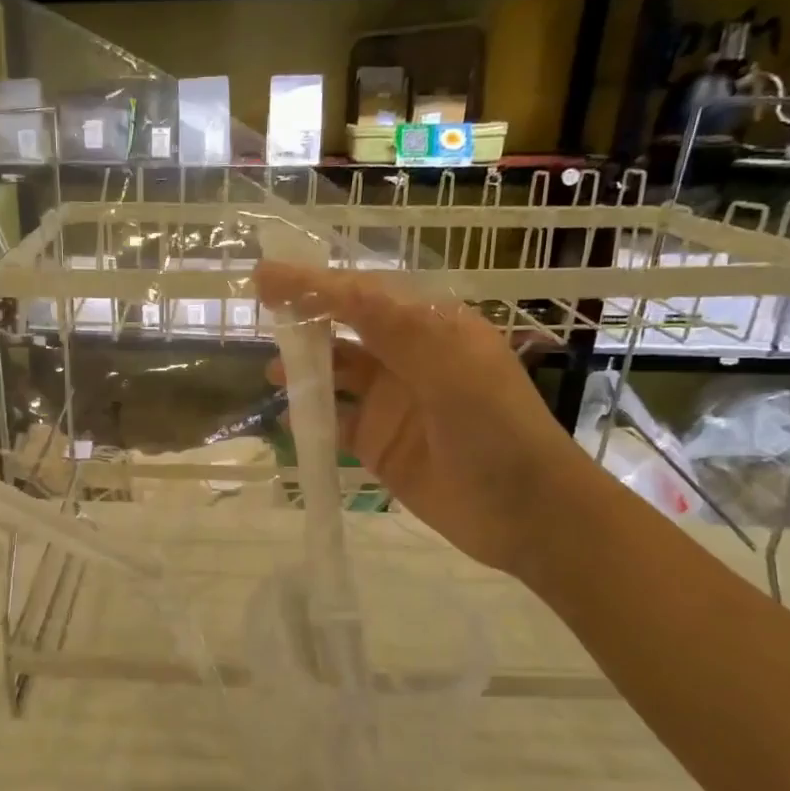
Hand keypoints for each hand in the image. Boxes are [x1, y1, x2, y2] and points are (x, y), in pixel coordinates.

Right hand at [254, 262, 597, 578]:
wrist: (525, 513)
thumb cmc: (497, 429)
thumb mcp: (451, 369)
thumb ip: (394, 328)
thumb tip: (339, 287)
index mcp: (432, 329)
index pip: (364, 296)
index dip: (315, 285)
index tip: (266, 278)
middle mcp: (408, 359)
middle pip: (346, 330)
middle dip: (306, 322)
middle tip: (264, 319)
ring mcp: (392, 404)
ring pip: (336, 376)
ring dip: (304, 370)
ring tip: (273, 374)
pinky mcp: (379, 445)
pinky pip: (335, 424)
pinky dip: (309, 418)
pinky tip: (286, 419)